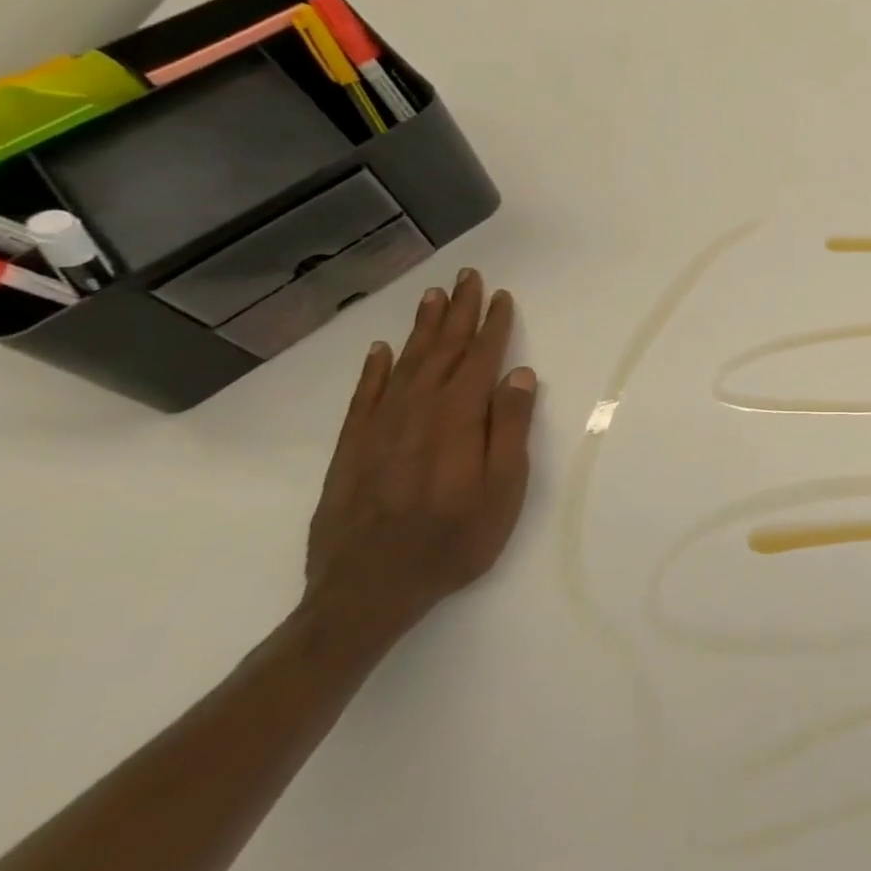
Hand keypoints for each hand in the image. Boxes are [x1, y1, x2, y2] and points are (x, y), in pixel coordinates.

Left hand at [304, 270, 538, 636]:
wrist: (365, 594)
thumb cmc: (453, 542)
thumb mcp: (502, 490)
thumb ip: (510, 428)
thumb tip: (519, 375)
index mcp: (456, 421)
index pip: (479, 360)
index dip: (493, 327)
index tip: (502, 296)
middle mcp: (415, 414)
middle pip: (441, 352)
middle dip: (457, 313)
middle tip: (466, 276)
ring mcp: (378, 431)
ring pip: (404, 366)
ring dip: (421, 329)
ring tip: (433, 297)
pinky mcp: (350, 451)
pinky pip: (363, 398)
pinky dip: (374, 371)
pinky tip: (381, 351)